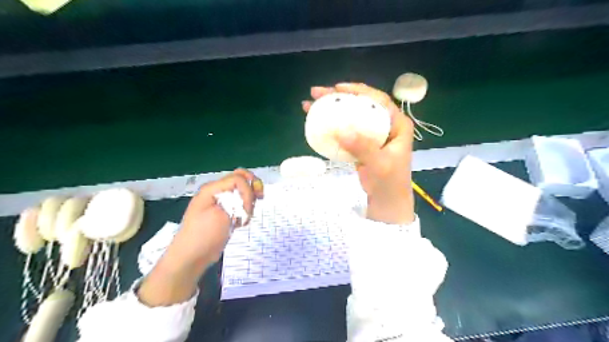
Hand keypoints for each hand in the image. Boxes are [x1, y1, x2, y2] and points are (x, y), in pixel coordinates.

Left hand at [139, 170, 262, 305]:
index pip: (238, 179)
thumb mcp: (221, 215)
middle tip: (260, 198)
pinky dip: (245, 210)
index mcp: (212, 189)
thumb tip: (246, 195)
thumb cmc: (204, 236)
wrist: (192, 257)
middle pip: (241, 179)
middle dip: (252, 187)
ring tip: (245, 217)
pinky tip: (241, 222)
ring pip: (242, 192)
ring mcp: (220, 202)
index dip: (248, 191)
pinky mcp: (224, 212)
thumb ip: (236, 199)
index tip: (247, 209)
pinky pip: (239, 204)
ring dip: (249, 202)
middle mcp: (216, 192)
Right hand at [304, 83, 415, 223]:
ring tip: (311, 104)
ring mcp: (372, 134)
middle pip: (361, 104)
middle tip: (316, 93)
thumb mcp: (379, 166)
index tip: (338, 88)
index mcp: (397, 125)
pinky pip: (346, 129)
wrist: (386, 200)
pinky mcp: (361, 143)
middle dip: (339, 97)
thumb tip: (342, 131)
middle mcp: (385, 125)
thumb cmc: (389, 183)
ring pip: (352, 115)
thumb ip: (363, 149)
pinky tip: (317, 121)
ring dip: (332, 109)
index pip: (379, 100)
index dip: (359, 91)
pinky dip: (332, 125)